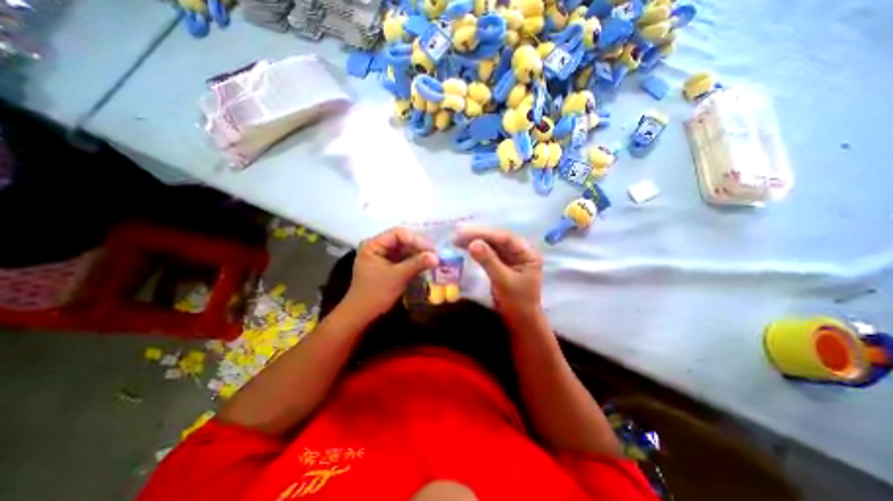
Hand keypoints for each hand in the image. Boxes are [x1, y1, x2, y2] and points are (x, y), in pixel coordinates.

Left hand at [343, 228, 438, 321]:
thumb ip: (417, 264)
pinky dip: (414, 261)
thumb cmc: (376, 294)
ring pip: (404, 249)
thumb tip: (437, 257)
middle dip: (419, 247)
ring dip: (418, 254)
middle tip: (435, 254)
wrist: (362, 314)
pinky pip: (404, 258)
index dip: (416, 239)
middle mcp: (378, 246)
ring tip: (433, 259)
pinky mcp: (388, 265)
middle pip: (402, 240)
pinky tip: (426, 264)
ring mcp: (383, 256)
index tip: (431, 249)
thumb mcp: (398, 277)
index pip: (398, 234)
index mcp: (373, 244)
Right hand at [457, 225, 539, 317]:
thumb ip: (489, 261)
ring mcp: (510, 256)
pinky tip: (464, 246)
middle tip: (457, 233)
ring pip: (491, 244)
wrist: (520, 321)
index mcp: (527, 253)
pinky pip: (488, 252)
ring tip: (456, 239)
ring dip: (474, 240)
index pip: (505, 238)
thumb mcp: (503, 281)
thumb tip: (472, 243)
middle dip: (478, 235)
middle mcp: (519, 251)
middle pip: (497, 239)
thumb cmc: (517, 303)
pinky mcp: (502, 262)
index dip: (484, 234)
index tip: (465, 232)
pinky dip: (476, 249)